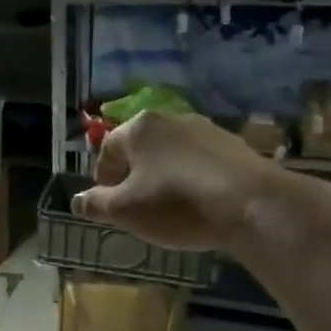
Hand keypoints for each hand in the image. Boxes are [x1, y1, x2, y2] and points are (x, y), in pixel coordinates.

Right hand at [72, 111, 282, 252]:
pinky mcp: (236, 145)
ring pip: (172, 154)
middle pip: (141, 148)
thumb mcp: (125, 211)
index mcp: (138, 127)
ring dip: (164, 177)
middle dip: (134, 176)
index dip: (104, 178)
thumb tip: (77, 201)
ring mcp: (207, 129)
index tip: (109, 204)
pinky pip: (201, 162)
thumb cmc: (177, 204)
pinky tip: (201, 204)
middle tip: (137, 207)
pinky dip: (194, 179)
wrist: (253, 205)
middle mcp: (171, 119)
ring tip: (170, 208)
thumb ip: (96, 204)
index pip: (108, 149)